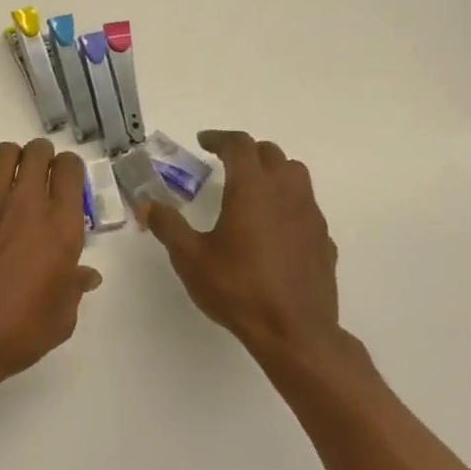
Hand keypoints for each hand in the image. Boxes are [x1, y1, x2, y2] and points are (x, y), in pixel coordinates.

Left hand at [0, 139, 103, 387]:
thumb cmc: (17, 332)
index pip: (70, 168)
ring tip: (7, 186)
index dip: (69, 171)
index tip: (64, 185)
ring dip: (10, 164)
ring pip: (3, 153)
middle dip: (41, 158)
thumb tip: (85, 275)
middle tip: (37, 179)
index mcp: (60, 226)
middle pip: (37, 151)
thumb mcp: (61, 317)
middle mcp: (26, 203)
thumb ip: (74, 286)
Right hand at [141, 130, 354, 382]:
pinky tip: (272, 228)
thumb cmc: (237, 288)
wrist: (294, 331)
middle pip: (271, 154)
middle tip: (224, 163)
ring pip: (296, 176)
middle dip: (247, 152)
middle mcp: (286, 193)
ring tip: (251, 189)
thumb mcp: (190, 257)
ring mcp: (310, 216)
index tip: (203, 141)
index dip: (220, 138)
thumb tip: (147, 204)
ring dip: (273, 172)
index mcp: (252, 189)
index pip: (240, 146)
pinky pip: (306, 207)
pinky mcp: (323, 240)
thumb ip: (168, 225)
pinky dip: (287, 203)